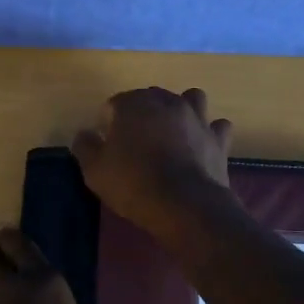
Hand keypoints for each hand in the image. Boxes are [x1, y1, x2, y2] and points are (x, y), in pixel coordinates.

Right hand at [71, 87, 236, 239]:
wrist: (185, 205)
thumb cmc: (134, 184)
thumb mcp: (95, 170)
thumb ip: (85, 146)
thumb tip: (85, 134)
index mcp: (134, 104)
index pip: (115, 104)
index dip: (108, 123)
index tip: (107, 145)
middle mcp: (167, 102)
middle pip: (151, 98)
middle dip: (142, 113)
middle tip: (135, 142)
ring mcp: (197, 117)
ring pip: (190, 99)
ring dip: (181, 110)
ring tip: (173, 132)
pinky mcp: (218, 138)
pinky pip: (216, 126)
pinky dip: (209, 132)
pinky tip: (201, 145)